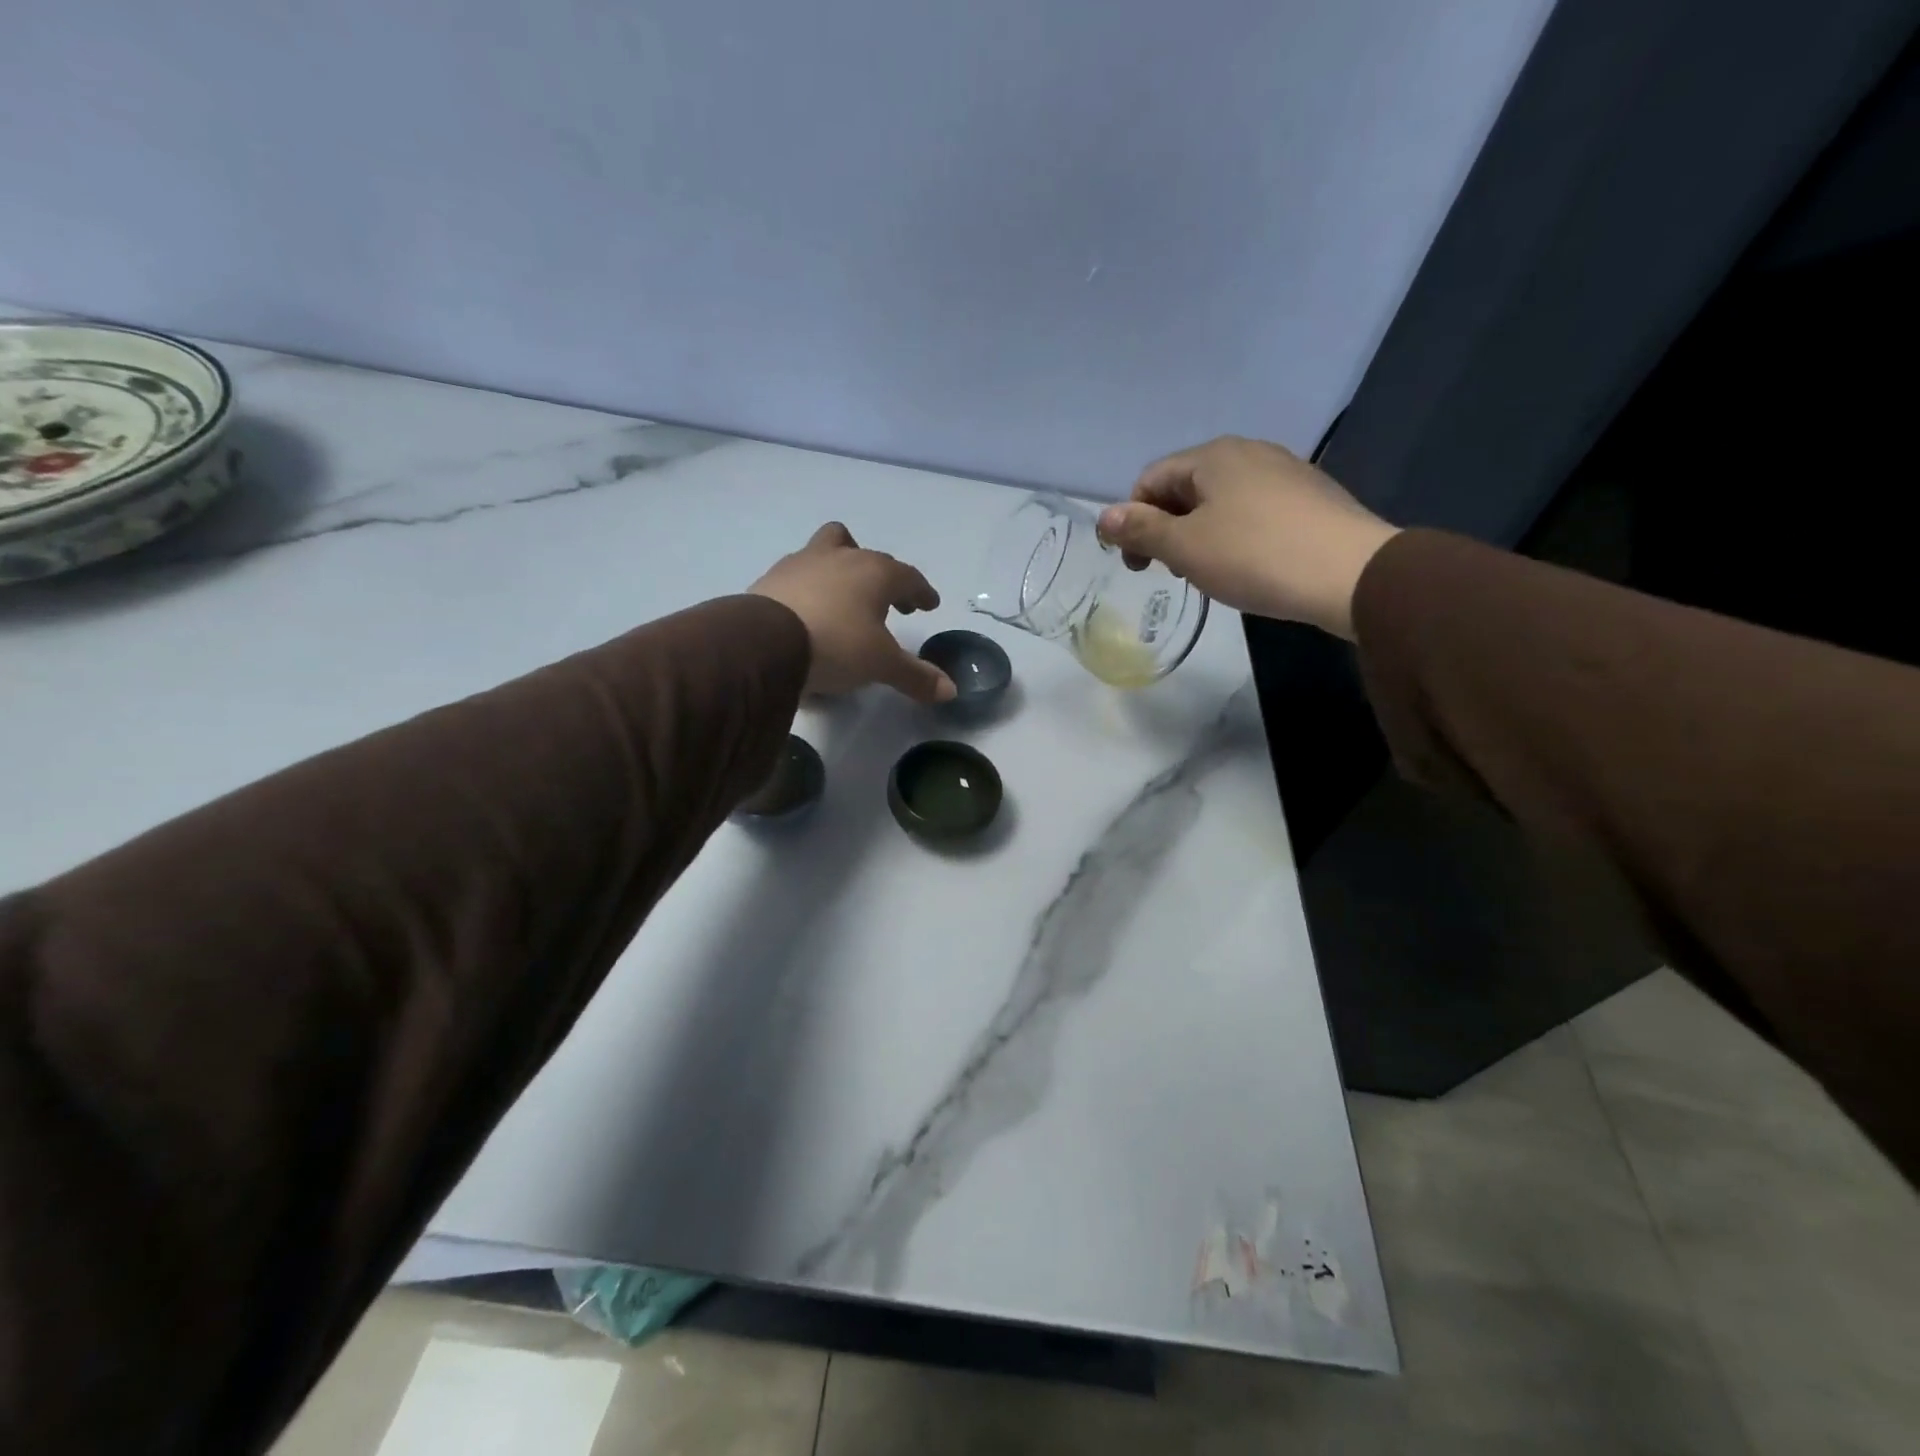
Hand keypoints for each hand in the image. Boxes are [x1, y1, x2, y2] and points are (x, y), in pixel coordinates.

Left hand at [750, 523, 956, 702]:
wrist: (763, 643)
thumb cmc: (836, 645)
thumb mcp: (881, 665)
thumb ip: (915, 676)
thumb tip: (951, 691)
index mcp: (874, 572)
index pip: (908, 576)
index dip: (921, 591)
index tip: (928, 604)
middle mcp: (840, 558)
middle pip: (867, 554)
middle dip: (882, 577)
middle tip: (889, 603)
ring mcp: (801, 564)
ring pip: (827, 550)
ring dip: (840, 570)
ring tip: (843, 600)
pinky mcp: (770, 579)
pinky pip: (798, 577)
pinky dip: (809, 589)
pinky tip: (808, 614)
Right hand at [1095, 436, 1398, 638]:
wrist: (1351, 573)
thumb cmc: (1255, 556)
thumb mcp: (1185, 548)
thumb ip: (1141, 530)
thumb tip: (1103, 517)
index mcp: (1213, 456)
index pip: (1150, 480)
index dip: (1133, 522)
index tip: (1139, 566)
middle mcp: (1248, 452)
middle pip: (1185, 488)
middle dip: (1167, 528)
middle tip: (1171, 571)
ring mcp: (1284, 471)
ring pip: (1220, 501)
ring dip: (1199, 534)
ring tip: (1208, 573)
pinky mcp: (1309, 497)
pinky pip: (1253, 511)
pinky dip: (1235, 535)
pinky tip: (1247, 566)